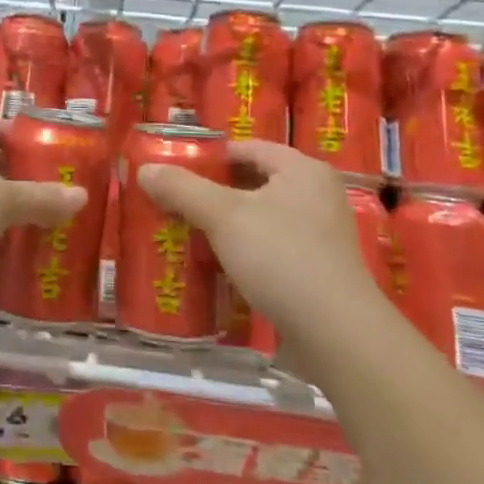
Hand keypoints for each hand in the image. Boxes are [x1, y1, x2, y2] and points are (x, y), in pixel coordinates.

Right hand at [138, 140, 380, 338]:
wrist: (338, 335)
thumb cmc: (281, 257)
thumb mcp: (223, 216)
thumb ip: (182, 189)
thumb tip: (145, 170)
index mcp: (302, 169)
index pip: (248, 148)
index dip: (211, 156)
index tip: (178, 171)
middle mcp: (319, 195)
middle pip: (256, 182)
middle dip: (217, 192)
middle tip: (179, 202)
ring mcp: (325, 235)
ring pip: (265, 217)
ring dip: (231, 224)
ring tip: (193, 233)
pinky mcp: (323, 271)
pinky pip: (276, 247)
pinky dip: (249, 251)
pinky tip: (223, 266)